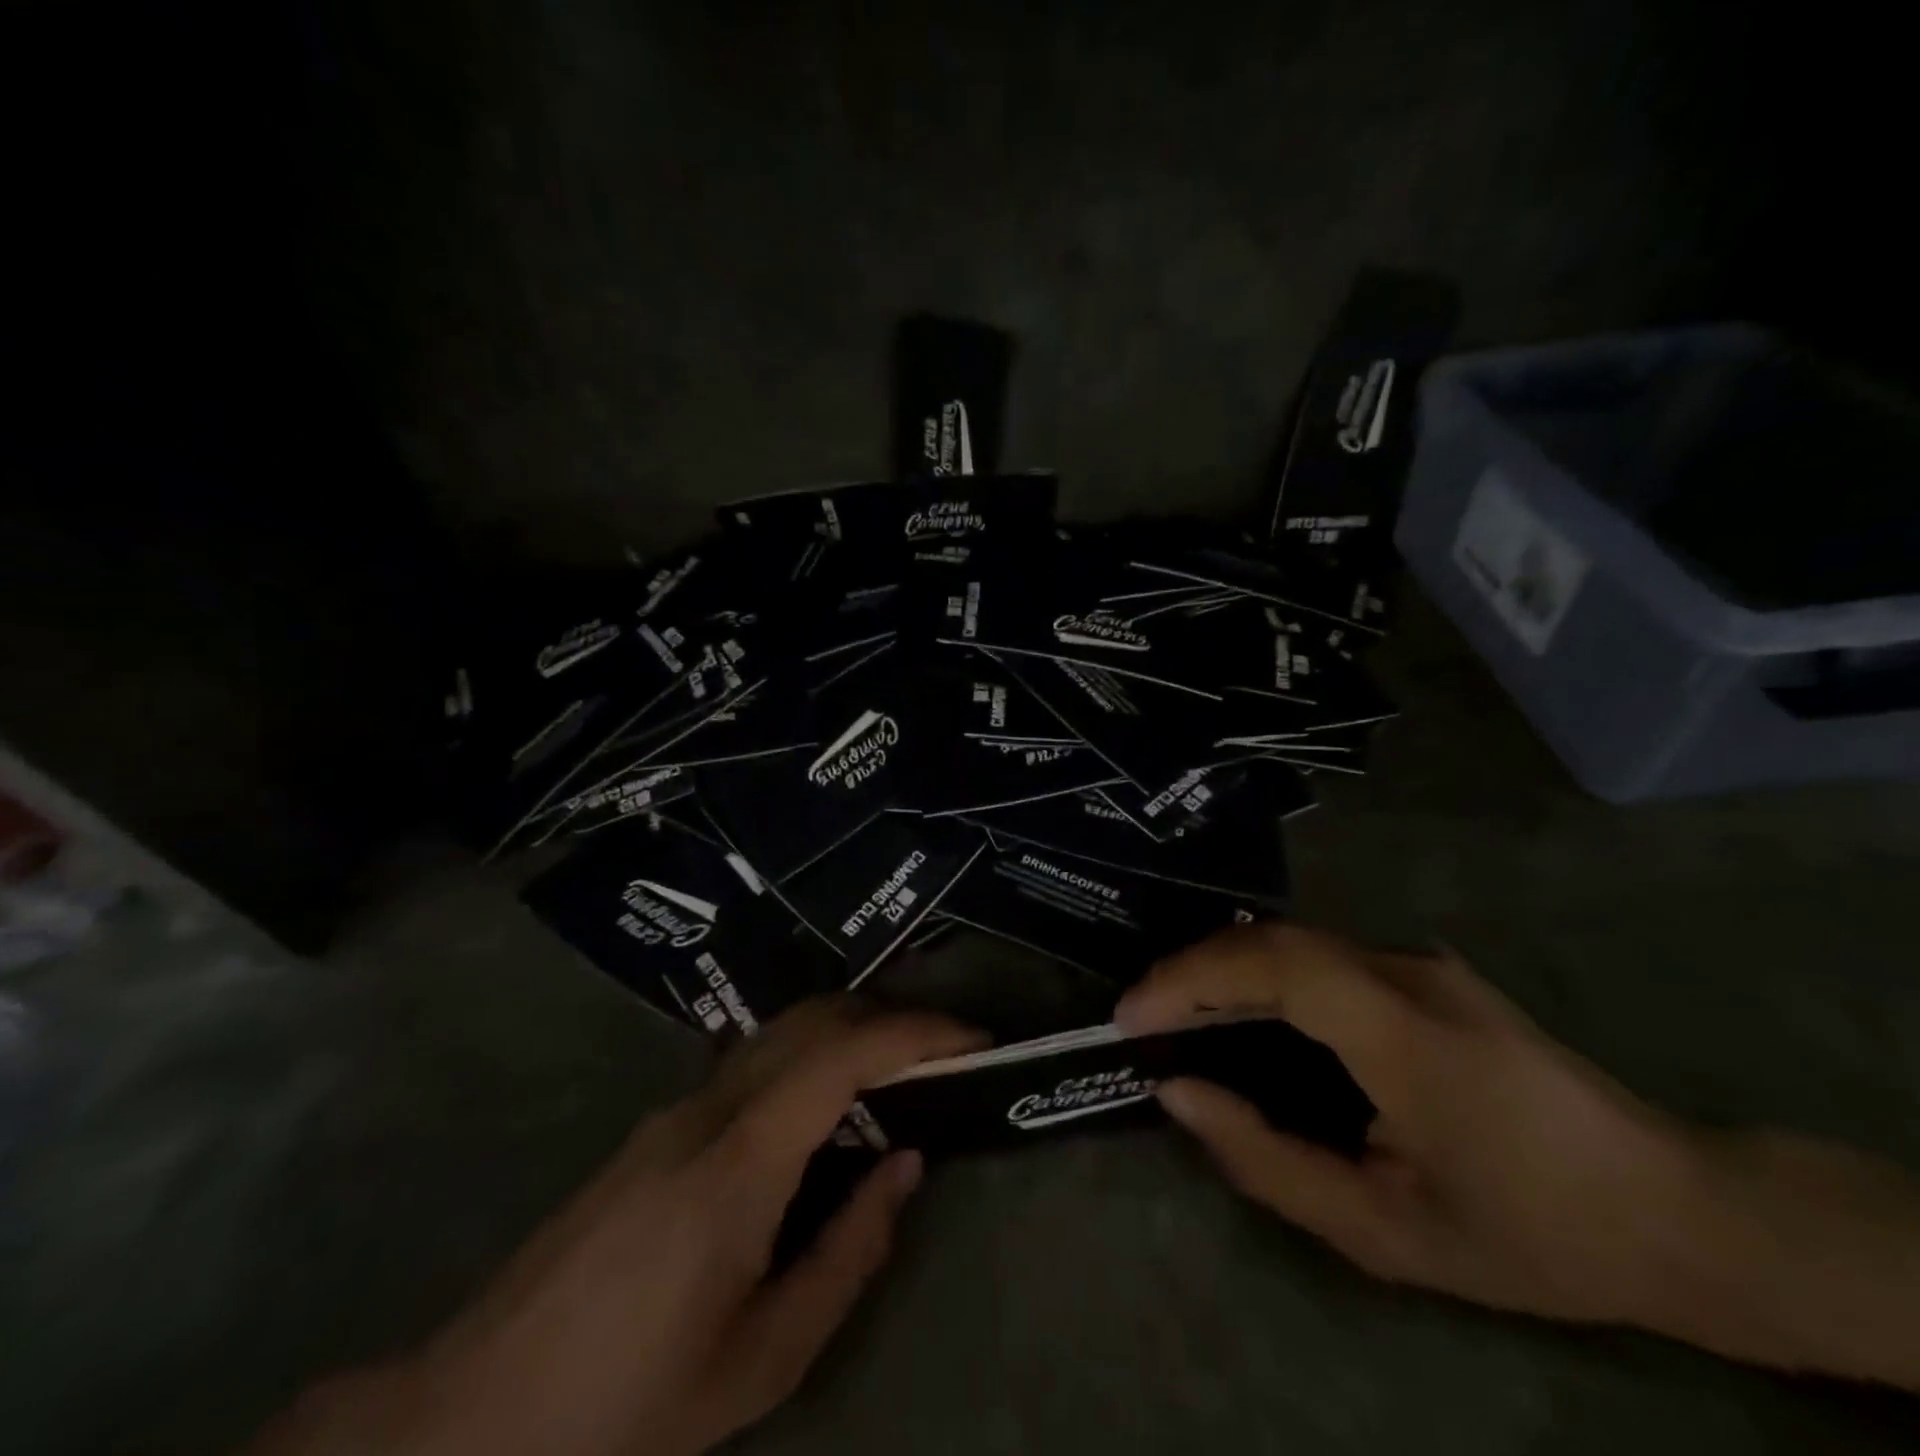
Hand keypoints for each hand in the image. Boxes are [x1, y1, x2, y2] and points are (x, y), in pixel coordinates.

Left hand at [251, 999, 981, 1455]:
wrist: (466, 1425)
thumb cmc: (626, 1409)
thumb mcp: (763, 1359)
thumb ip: (848, 1252)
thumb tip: (904, 1165)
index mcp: (739, 1162)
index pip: (841, 1056)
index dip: (914, 1033)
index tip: (971, 1037)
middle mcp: (707, 1110)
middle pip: (810, 1020)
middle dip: (887, 1019)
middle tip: (944, 1051)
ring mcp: (673, 1111)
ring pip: (778, 1036)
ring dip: (846, 1035)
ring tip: (896, 1080)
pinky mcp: (655, 1128)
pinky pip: (750, 1067)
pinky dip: (807, 1063)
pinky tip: (821, 1120)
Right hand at [1117, 923, 1702, 1329]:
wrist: (1677, 1210)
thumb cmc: (1530, 1233)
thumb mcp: (1385, 1232)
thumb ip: (1267, 1161)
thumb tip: (1177, 1093)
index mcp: (1407, 1032)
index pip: (1275, 965)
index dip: (1190, 978)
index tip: (1130, 1015)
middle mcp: (1407, 972)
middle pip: (1273, 941)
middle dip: (1191, 970)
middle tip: (1140, 1016)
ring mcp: (1419, 962)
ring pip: (1292, 943)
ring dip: (1223, 970)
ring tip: (1175, 1016)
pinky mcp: (1422, 969)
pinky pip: (1319, 958)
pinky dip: (1261, 976)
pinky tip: (1244, 1015)